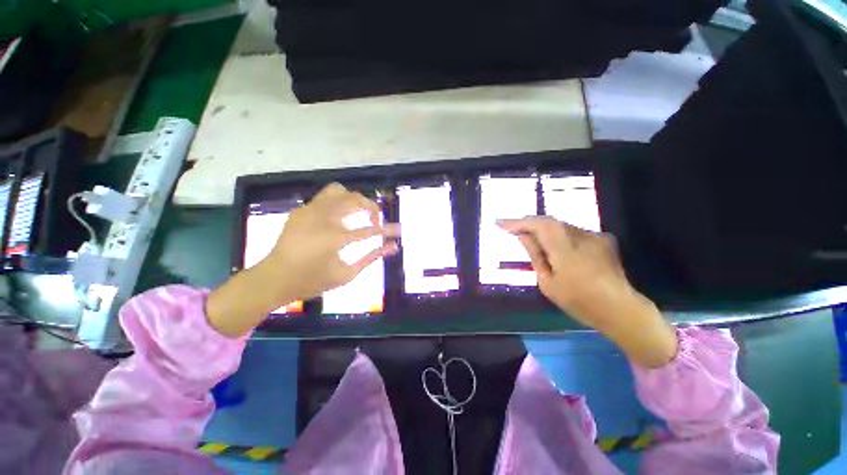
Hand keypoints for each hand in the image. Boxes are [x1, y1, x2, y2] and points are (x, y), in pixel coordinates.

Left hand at [207, 183, 398, 337]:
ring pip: (339, 191)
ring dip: (354, 200)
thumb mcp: (347, 274)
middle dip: (372, 208)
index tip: (400, 230)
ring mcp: (309, 211)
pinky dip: (337, 204)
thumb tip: (393, 247)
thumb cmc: (311, 281)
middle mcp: (323, 218)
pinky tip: (338, 218)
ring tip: (358, 213)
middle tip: (376, 221)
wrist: (273, 279)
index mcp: (335, 238)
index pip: (371, 230)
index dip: (389, 230)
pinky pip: (324, 199)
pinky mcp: (301, 210)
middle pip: (356, 199)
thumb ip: (372, 258)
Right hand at [498, 217, 677, 367]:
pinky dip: (558, 235)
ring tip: (530, 237)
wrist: (621, 309)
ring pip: (561, 226)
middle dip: (528, 223)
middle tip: (511, 228)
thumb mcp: (548, 284)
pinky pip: (572, 232)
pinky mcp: (602, 239)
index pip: (540, 226)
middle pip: (549, 222)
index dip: (518, 222)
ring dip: (543, 229)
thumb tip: (523, 237)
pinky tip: (554, 245)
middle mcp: (582, 238)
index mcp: (566, 252)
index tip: (500, 223)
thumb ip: (536, 256)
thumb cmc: (580, 302)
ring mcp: (595, 237)